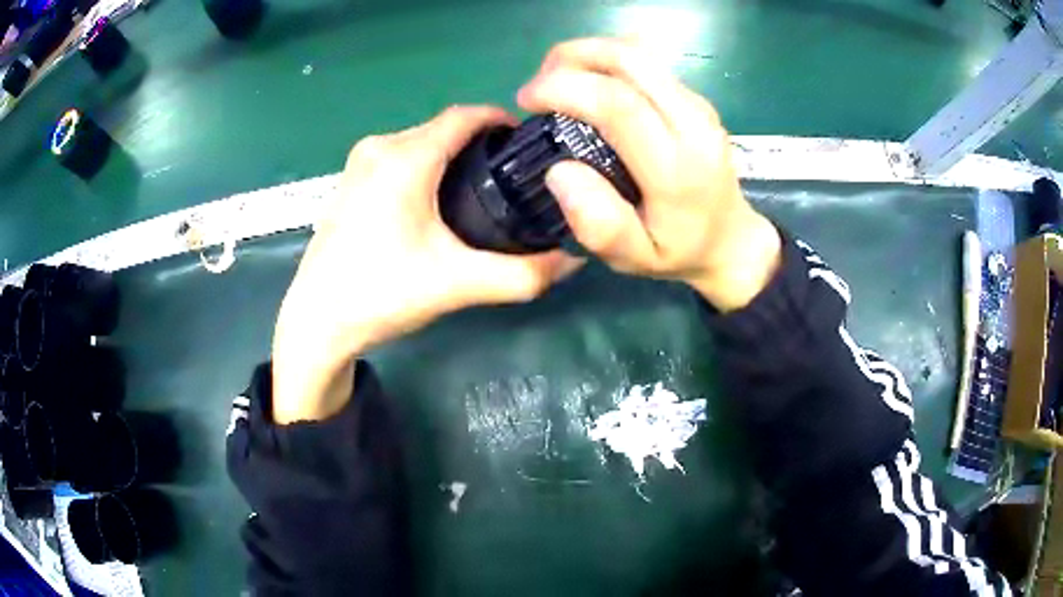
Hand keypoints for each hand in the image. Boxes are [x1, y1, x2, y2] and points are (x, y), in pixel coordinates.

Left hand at [272, 106, 582, 422]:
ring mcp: (358, 163)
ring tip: (480, 190)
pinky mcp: (348, 182)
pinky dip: (425, 168)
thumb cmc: (381, 294)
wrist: (316, 322)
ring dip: (451, 156)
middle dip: (480, 144)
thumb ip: (522, 275)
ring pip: (419, 143)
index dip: (501, 120)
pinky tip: (436, 203)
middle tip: (511, 177)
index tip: (529, 141)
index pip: (465, 116)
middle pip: (443, 129)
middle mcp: (380, 148)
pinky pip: (398, 158)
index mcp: (405, 158)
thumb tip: (572, 262)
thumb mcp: (457, 284)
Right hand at [517, 38, 780, 311]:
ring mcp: (698, 105)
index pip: (618, 104)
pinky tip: (588, 80)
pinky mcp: (695, 98)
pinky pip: (647, 61)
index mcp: (677, 168)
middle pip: (629, 61)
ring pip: (638, 53)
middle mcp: (692, 124)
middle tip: (538, 84)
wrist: (731, 241)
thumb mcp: (633, 259)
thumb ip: (599, 224)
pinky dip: (607, 60)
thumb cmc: (678, 251)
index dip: (564, 88)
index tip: (527, 100)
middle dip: (570, 58)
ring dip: (587, 53)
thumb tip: (559, 171)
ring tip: (556, 77)